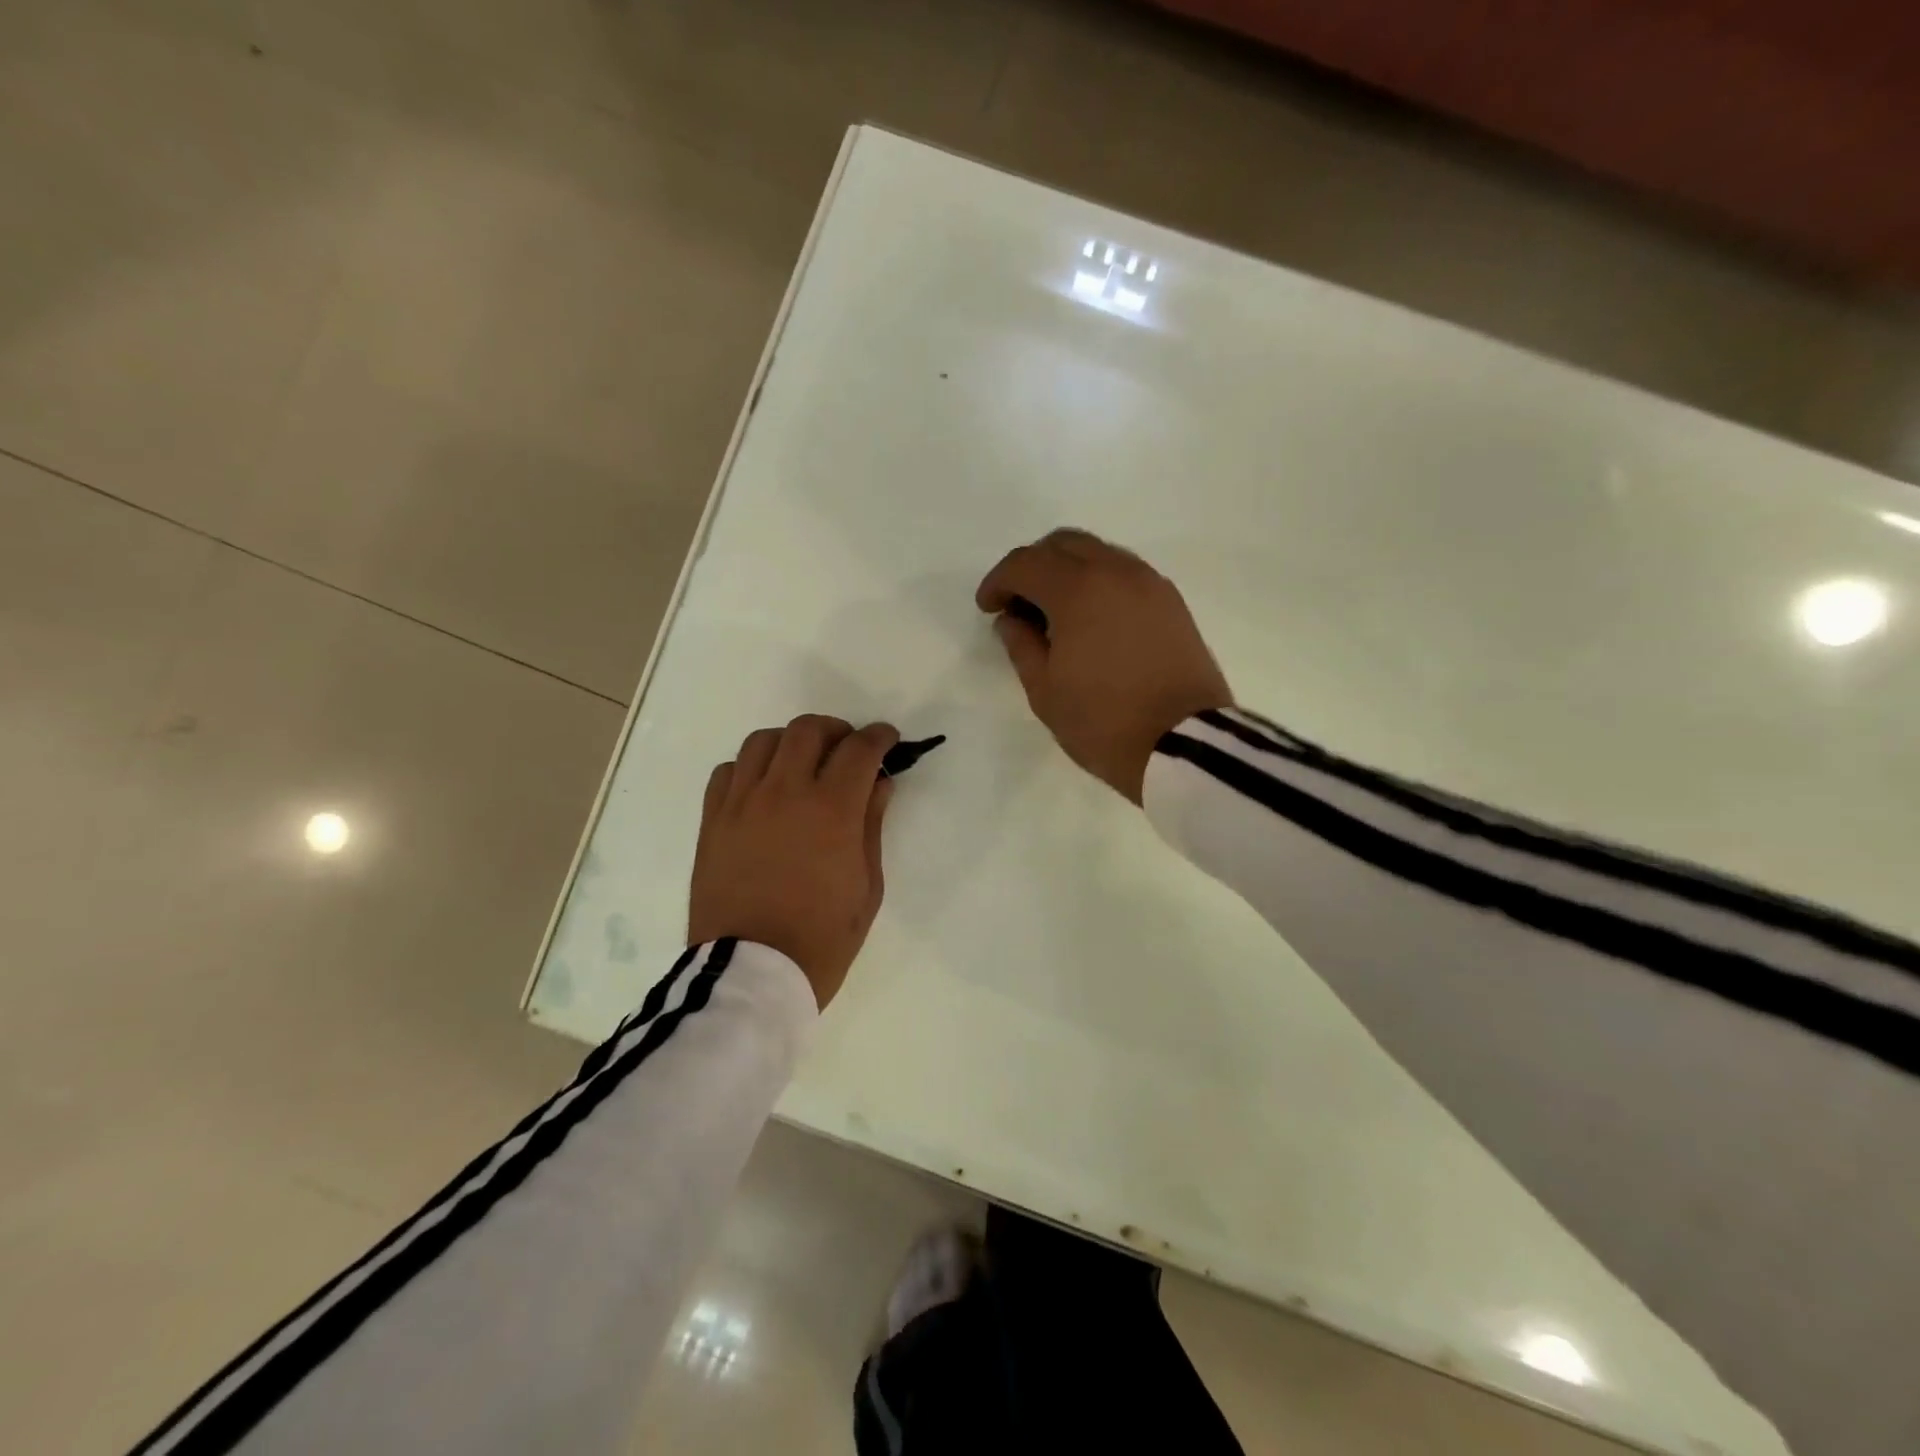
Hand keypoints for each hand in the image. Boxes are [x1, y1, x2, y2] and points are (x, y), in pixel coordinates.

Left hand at [689, 715, 898, 1009]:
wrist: (751, 974)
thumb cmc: (822, 938)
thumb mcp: (867, 886)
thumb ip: (872, 825)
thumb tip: (879, 783)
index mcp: (831, 809)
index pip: (859, 749)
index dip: (879, 737)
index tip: (888, 740)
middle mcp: (785, 792)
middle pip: (809, 729)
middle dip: (836, 730)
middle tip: (847, 750)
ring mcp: (742, 803)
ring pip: (764, 740)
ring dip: (791, 742)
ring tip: (803, 763)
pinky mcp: (713, 820)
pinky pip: (729, 770)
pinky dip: (751, 768)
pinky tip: (763, 788)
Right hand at [977, 529, 1230, 802]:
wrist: (1185, 745)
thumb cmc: (1103, 722)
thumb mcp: (1044, 692)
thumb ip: (1021, 646)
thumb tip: (1012, 619)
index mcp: (1078, 590)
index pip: (1025, 563)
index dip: (998, 582)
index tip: (988, 608)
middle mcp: (1116, 572)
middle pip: (1063, 544)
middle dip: (1032, 566)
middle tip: (1019, 603)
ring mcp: (1149, 584)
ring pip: (1098, 553)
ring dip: (1068, 571)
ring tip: (1055, 613)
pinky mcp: (1172, 602)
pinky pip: (1124, 573)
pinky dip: (1099, 582)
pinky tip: (1091, 619)